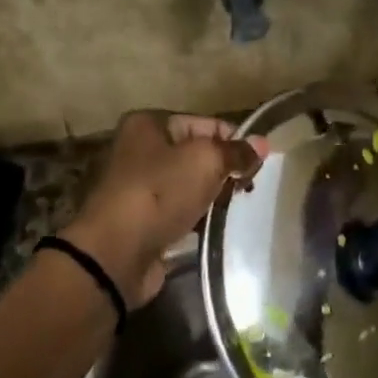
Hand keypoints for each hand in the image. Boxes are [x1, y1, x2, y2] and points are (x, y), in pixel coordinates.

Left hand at [63, 111, 267, 305]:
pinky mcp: (141, 220)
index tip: (257, 163)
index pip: (204, 123)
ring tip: (234, 208)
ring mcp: (137, 187)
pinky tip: (213, 226)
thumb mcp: (205, 162)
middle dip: (223, 169)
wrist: (115, 253)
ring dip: (211, 196)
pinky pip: (178, 211)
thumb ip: (236, 151)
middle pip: (195, 154)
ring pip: (188, 185)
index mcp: (148, 125)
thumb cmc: (159, 193)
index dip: (234, 140)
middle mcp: (138, 150)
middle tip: (246, 188)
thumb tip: (262, 144)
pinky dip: (196, 218)